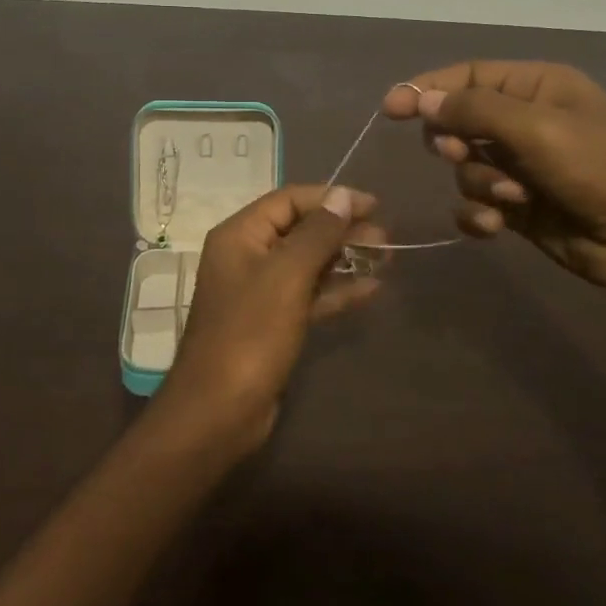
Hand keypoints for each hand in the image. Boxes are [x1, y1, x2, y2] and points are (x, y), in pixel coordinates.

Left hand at [156, 185, 383, 450]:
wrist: (219, 410)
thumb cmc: (250, 333)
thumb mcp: (287, 276)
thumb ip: (317, 233)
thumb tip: (343, 195)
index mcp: (239, 236)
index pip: (289, 201)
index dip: (331, 198)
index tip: (374, 206)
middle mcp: (246, 257)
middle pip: (299, 231)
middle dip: (342, 231)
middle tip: (386, 238)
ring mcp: (259, 292)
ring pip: (307, 264)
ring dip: (344, 260)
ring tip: (386, 258)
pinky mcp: (273, 323)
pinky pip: (308, 296)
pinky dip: (336, 291)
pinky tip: (371, 289)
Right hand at [383, 62, 605, 299]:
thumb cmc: (602, 169)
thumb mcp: (537, 129)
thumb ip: (473, 111)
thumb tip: (419, 99)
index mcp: (537, 88)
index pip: (468, 77)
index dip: (427, 89)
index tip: (391, 109)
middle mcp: (527, 122)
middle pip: (460, 122)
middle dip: (456, 142)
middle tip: (461, 153)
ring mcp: (523, 166)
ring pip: (466, 166)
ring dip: (479, 182)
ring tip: (511, 197)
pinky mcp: (520, 207)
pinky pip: (476, 202)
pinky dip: (479, 213)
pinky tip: (495, 224)